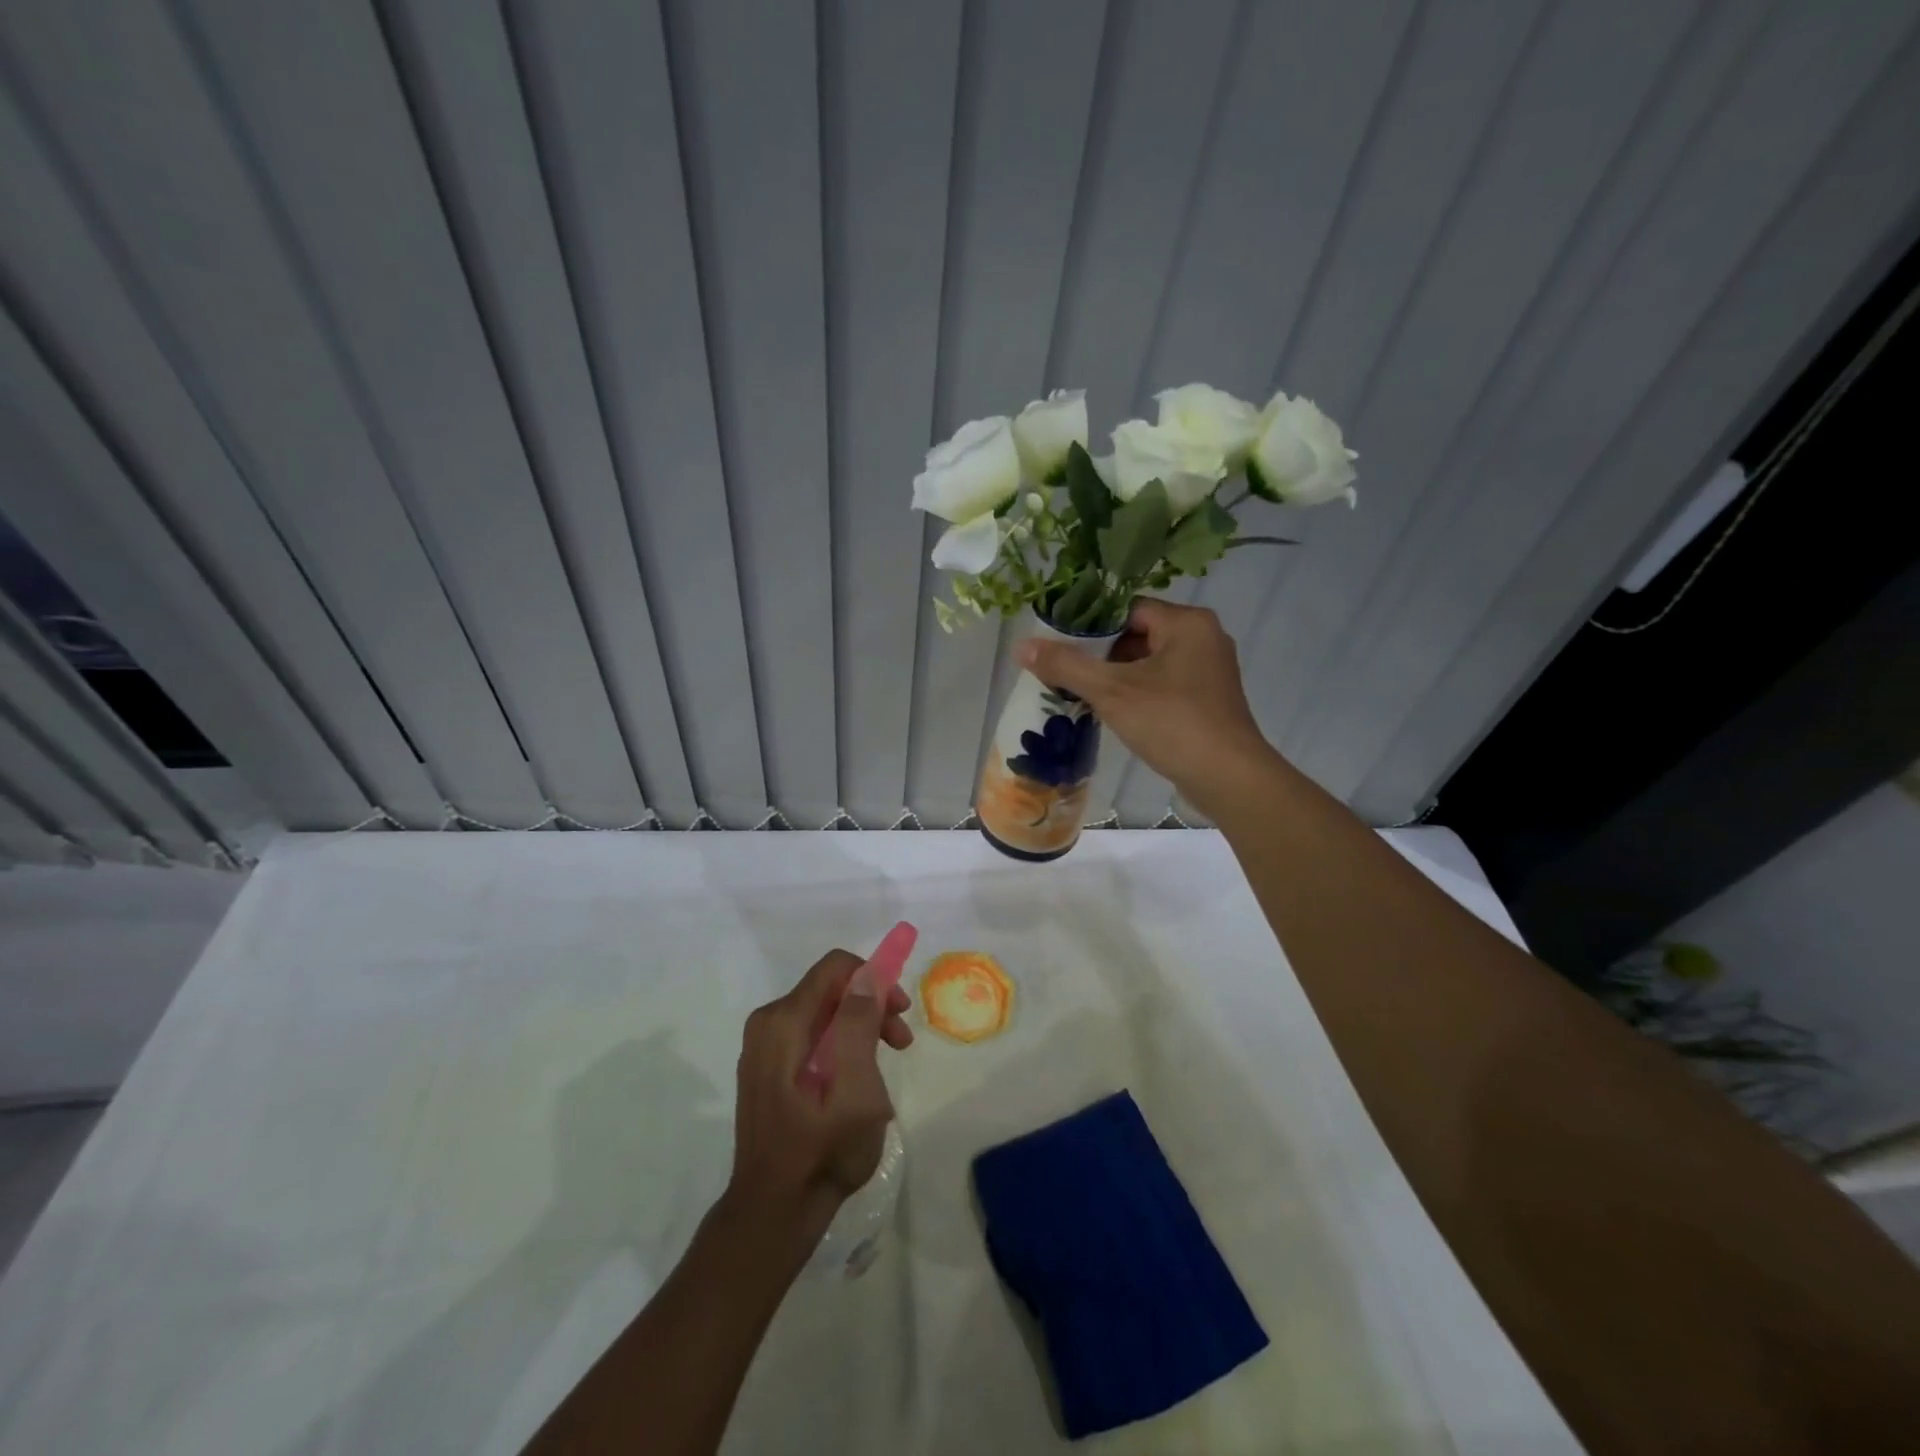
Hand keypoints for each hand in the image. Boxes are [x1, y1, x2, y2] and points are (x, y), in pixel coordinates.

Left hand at [726, 950, 910, 1238]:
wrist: (774, 1212)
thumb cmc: (822, 1151)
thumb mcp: (855, 1088)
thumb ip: (858, 1024)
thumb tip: (867, 974)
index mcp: (784, 1022)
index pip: (835, 967)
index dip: (873, 978)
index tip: (899, 1011)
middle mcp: (768, 1024)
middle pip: (830, 989)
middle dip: (871, 1006)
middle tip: (901, 1043)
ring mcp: (763, 1047)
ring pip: (822, 1013)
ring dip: (859, 1028)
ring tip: (884, 1066)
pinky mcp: (766, 1068)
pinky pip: (809, 1036)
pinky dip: (839, 1046)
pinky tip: (855, 1080)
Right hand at [1018, 598, 1278, 814]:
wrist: (1228, 778)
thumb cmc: (1172, 722)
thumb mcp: (1111, 691)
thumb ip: (1066, 665)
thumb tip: (1021, 646)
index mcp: (1187, 623)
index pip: (1127, 609)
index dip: (1090, 626)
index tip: (1060, 647)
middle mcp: (1203, 637)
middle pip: (1138, 634)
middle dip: (1101, 655)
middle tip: (1066, 673)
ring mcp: (1209, 670)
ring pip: (1150, 662)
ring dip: (1117, 677)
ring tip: (1081, 694)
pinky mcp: (1209, 699)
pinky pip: (1164, 684)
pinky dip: (1138, 694)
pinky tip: (1113, 713)